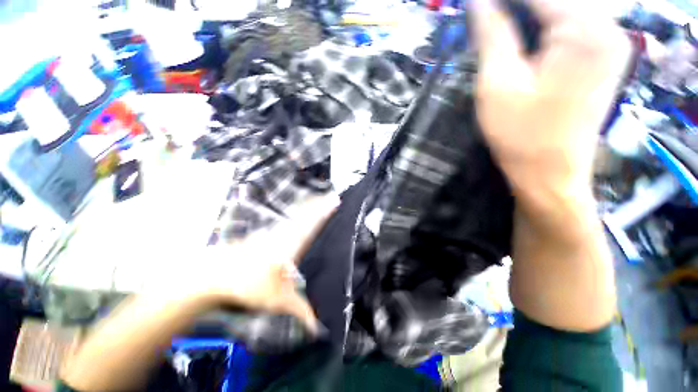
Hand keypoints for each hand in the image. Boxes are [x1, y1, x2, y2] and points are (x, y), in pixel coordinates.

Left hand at [161, 194, 339, 334]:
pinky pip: (288, 220)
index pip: (312, 225)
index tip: (335, 202)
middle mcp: (285, 234)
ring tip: (320, 201)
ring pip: (297, 216)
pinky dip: (298, 214)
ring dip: (310, 207)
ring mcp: (274, 232)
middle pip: (306, 216)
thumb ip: (301, 311)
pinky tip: (299, 215)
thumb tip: (318, 329)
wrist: (215, 274)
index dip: (324, 213)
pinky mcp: (266, 235)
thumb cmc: (249, 285)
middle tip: (333, 197)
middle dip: (321, 205)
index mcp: (292, 246)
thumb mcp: (278, 301)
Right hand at [473, 0, 630, 207]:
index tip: (478, 6)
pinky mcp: (603, 59)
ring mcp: (610, 44)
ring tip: (500, 31)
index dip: (502, 1)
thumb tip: (479, 3)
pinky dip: (544, 29)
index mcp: (585, 30)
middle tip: (488, 20)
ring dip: (530, 19)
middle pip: (555, 2)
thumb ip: (492, 35)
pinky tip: (524, 42)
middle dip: (517, 9)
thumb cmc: (519, 134)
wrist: (548, 173)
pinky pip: (572, 28)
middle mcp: (607, 29)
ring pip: (563, 12)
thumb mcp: (497, 84)